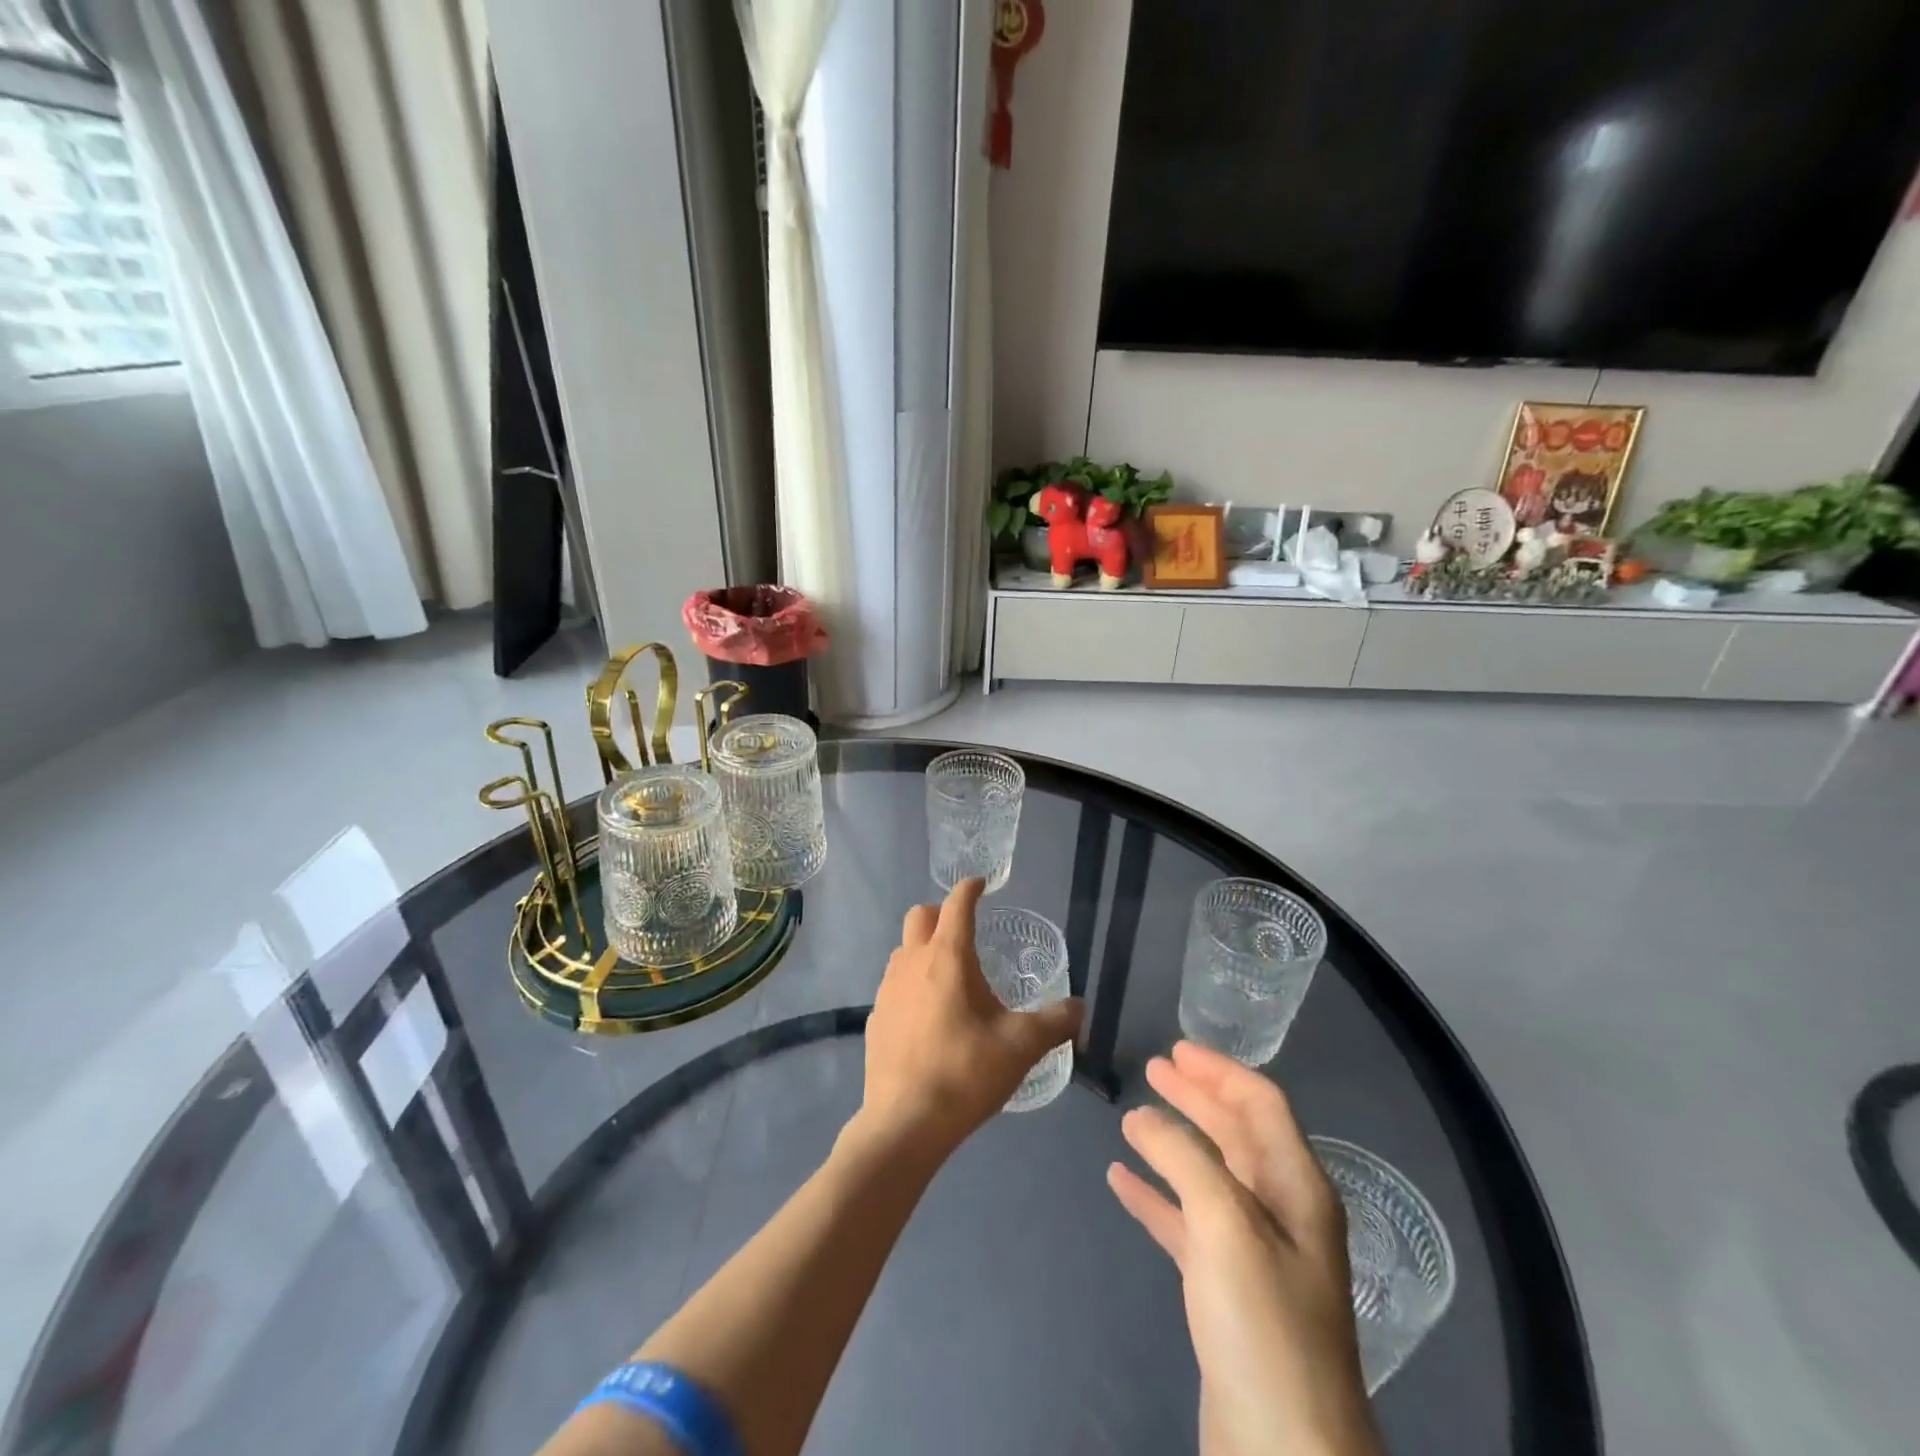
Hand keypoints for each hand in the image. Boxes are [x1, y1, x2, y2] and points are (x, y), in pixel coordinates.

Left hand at [859, 879, 1082, 1156]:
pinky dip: (912, 984)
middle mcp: (912, 962)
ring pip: (903, 950)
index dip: (970, 889)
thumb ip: (1056, 1022)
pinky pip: (894, 985)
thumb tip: (1080, 1007)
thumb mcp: (1021, 1046)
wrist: (905, 1123)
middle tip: (966, 932)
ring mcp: (887, 990)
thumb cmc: (966, 1073)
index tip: (981, 884)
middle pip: (919, 917)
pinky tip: (928, 1016)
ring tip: (950, 976)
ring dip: (924, 949)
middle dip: (941, 913)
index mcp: (947, 957)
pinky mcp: (875, 1018)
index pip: (956, 905)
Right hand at [1107, 1042, 1381, 1455]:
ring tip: (1132, 1117)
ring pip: (1208, 1175)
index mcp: (1296, 1187)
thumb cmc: (1263, 1323)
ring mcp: (1253, 1253)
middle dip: (1196, 1098)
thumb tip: (1144, 1116)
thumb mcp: (1226, 1224)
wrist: (1282, 1451)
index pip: (1261, 1104)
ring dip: (1172, 1142)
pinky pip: (1186, 1222)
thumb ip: (1185, 1158)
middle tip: (1154, 1069)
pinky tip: (1122, 1181)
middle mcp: (1280, 1211)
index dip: (1220, 1071)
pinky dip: (1156, 1195)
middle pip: (1236, 1134)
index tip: (1176, 1048)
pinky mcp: (1225, 1290)